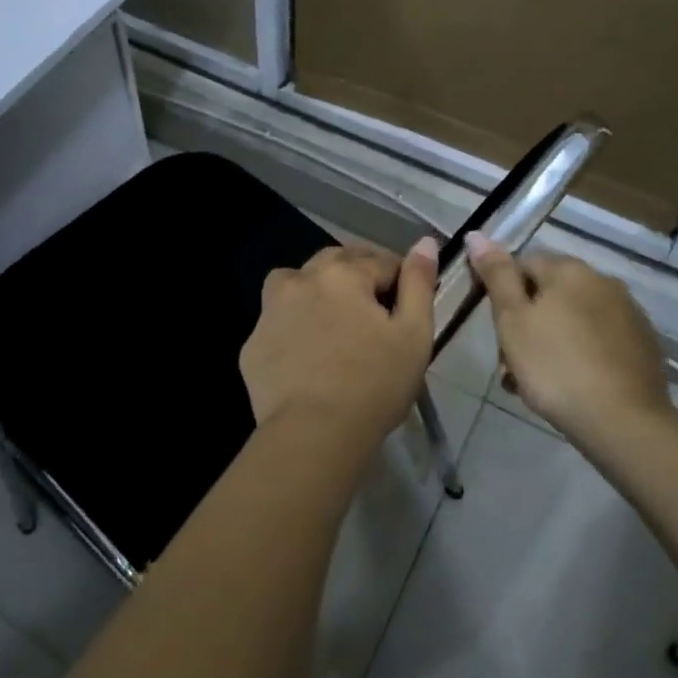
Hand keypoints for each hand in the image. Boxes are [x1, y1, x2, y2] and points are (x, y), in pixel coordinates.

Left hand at [240, 238, 438, 451]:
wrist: (313, 435)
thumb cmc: (374, 385)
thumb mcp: (414, 334)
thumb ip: (419, 283)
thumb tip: (425, 242)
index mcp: (343, 274)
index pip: (381, 261)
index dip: (400, 280)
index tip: (408, 306)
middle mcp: (301, 280)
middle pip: (336, 262)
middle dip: (359, 275)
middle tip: (376, 310)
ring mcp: (270, 311)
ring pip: (296, 282)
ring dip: (317, 288)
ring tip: (335, 319)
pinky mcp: (252, 345)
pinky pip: (277, 321)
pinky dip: (293, 325)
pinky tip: (307, 353)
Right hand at [465, 234, 668, 445]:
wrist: (623, 422)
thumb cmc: (555, 366)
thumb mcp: (512, 320)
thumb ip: (496, 275)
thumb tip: (477, 234)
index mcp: (569, 269)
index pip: (522, 264)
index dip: (503, 294)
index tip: (497, 330)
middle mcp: (603, 280)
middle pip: (549, 293)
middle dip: (527, 322)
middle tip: (511, 363)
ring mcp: (628, 313)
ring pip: (573, 319)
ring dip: (551, 340)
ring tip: (537, 382)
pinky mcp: (644, 345)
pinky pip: (598, 340)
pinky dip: (581, 354)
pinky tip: (572, 384)